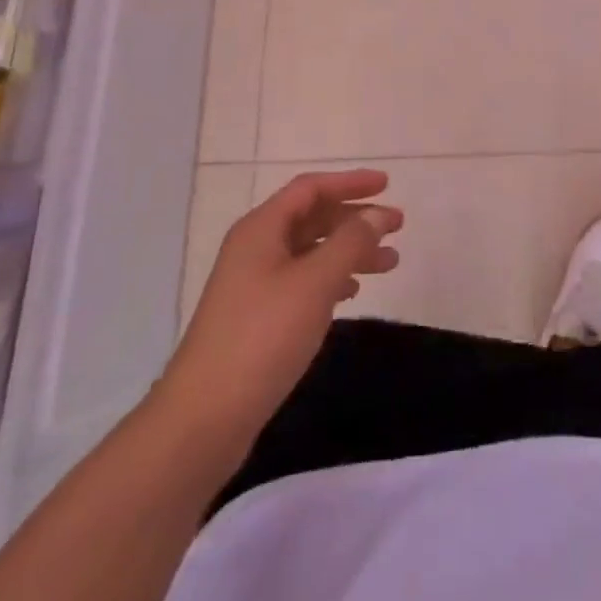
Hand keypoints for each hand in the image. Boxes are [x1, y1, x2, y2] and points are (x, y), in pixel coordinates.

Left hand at [162, 170, 402, 447]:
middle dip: (355, 219)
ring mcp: (253, 284)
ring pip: (311, 252)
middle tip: (397, 226)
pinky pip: (302, 282)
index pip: (311, 188)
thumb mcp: (315, 282)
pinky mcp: (256, 318)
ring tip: (389, 264)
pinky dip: (331, 279)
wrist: (203, 419)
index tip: (387, 185)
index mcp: (261, 229)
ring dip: (349, 252)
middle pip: (312, 218)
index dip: (350, 182)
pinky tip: (352, 293)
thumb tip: (378, 214)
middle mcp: (255, 248)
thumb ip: (351, 242)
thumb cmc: (262, 337)